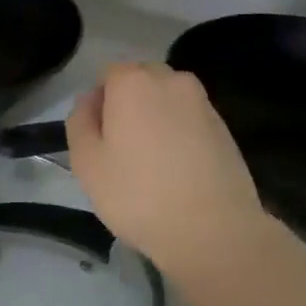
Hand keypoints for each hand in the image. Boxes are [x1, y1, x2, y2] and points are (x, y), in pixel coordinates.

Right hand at [66, 62, 270, 275]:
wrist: (213, 231)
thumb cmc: (138, 195)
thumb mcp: (86, 162)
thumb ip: (80, 121)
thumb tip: (90, 101)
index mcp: (133, 81)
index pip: (107, 74)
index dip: (99, 104)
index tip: (99, 139)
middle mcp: (171, 80)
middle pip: (141, 80)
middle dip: (129, 104)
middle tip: (122, 149)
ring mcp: (202, 103)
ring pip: (168, 100)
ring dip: (156, 118)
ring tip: (152, 162)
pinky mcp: (225, 128)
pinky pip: (190, 120)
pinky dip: (180, 134)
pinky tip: (178, 171)